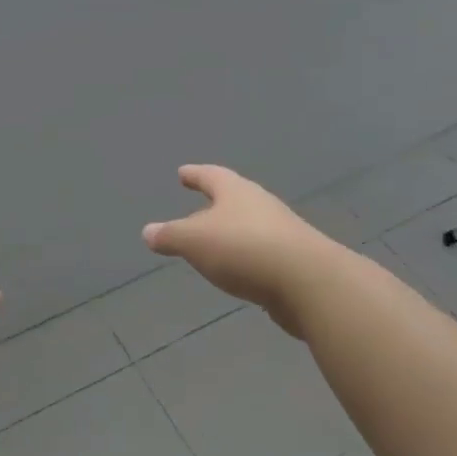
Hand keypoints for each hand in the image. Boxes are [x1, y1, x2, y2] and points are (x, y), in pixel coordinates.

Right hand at [143, 165, 343, 336]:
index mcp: (235, 191)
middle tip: (196, 210)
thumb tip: (148, 231)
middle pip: (233, 199)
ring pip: (248, 226)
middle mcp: (260, 205)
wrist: (308, 282)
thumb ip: (170, 236)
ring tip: (213, 243)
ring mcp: (281, 231)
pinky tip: (237, 270)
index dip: (195, 175)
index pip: (210, 176)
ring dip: (230, 233)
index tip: (183, 173)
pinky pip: (260, 252)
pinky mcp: (294, 260)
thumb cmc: (243, 249)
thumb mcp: (194, 241)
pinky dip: (244, 257)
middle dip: (214, 205)